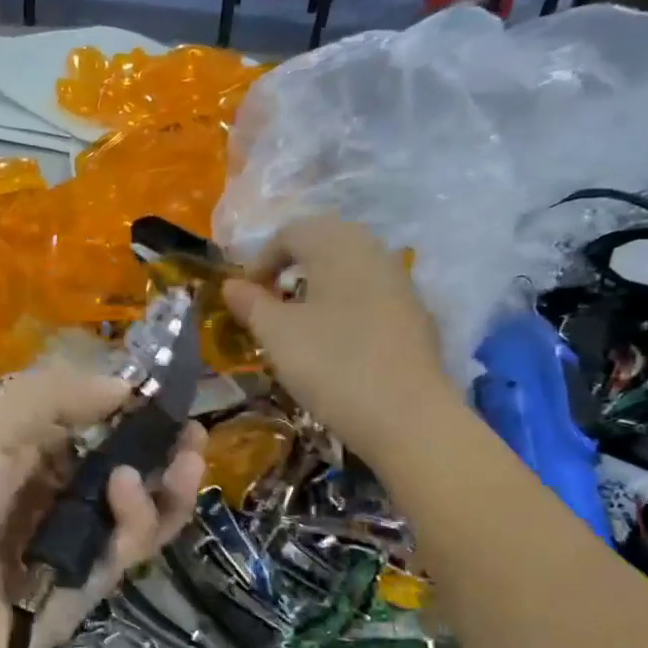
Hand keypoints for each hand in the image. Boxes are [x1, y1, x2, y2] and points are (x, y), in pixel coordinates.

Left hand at [0, 368, 205, 647]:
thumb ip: (52, 396)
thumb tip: (123, 383)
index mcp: (8, 448)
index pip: (76, 416)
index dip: (116, 399)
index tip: (155, 386)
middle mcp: (41, 490)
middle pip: (114, 458)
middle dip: (156, 439)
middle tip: (189, 426)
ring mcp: (69, 537)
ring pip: (134, 502)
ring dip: (167, 476)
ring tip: (189, 452)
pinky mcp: (92, 580)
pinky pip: (130, 542)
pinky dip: (142, 514)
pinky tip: (129, 492)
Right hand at [223, 218, 454, 461]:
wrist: (406, 415)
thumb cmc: (331, 364)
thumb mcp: (277, 335)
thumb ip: (251, 304)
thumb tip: (231, 285)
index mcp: (337, 244)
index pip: (290, 233)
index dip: (260, 261)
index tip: (244, 298)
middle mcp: (373, 251)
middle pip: (324, 244)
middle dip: (291, 269)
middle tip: (270, 305)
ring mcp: (401, 282)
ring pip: (350, 271)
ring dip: (319, 289)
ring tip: (300, 327)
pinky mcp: (415, 316)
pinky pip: (371, 297)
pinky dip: (346, 309)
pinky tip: (337, 346)